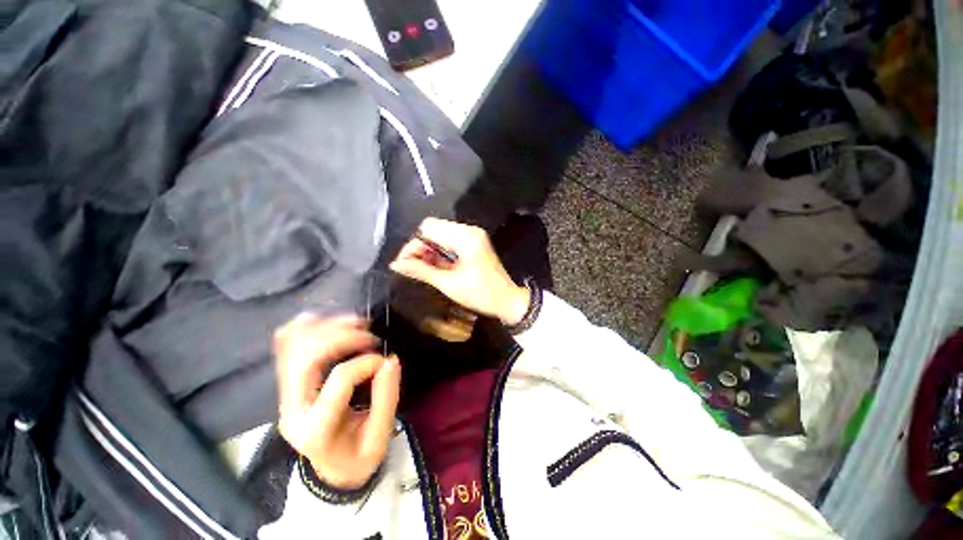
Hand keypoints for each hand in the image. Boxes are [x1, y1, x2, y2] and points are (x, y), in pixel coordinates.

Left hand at [274, 314, 399, 489]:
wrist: (332, 470)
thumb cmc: (358, 457)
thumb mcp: (380, 436)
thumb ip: (387, 397)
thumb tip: (390, 359)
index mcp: (315, 428)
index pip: (340, 378)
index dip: (369, 361)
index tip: (386, 363)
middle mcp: (291, 408)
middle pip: (308, 355)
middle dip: (344, 336)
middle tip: (370, 335)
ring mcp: (284, 395)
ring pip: (294, 345)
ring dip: (328, 327)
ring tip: (357, 324)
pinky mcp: (288, 385)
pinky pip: (287, 345)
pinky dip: (308, 327)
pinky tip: (330, 322)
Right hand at [389, 218, 529, 325]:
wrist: (507, 300)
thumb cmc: (480, 294)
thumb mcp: (448, 284)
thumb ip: (421, 271)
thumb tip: (396, 264)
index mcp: (465, 237)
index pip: (428, 227)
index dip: (414, 244)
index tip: (405, 263)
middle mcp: (469, 231)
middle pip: (433, 228)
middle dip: (420, 247)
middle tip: (412, 267)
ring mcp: (473, 236)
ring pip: (440, 234)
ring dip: (429, 250)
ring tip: (422, 269)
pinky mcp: (474, 243)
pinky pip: (449, 241)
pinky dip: (439, 252)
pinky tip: (434, 266)